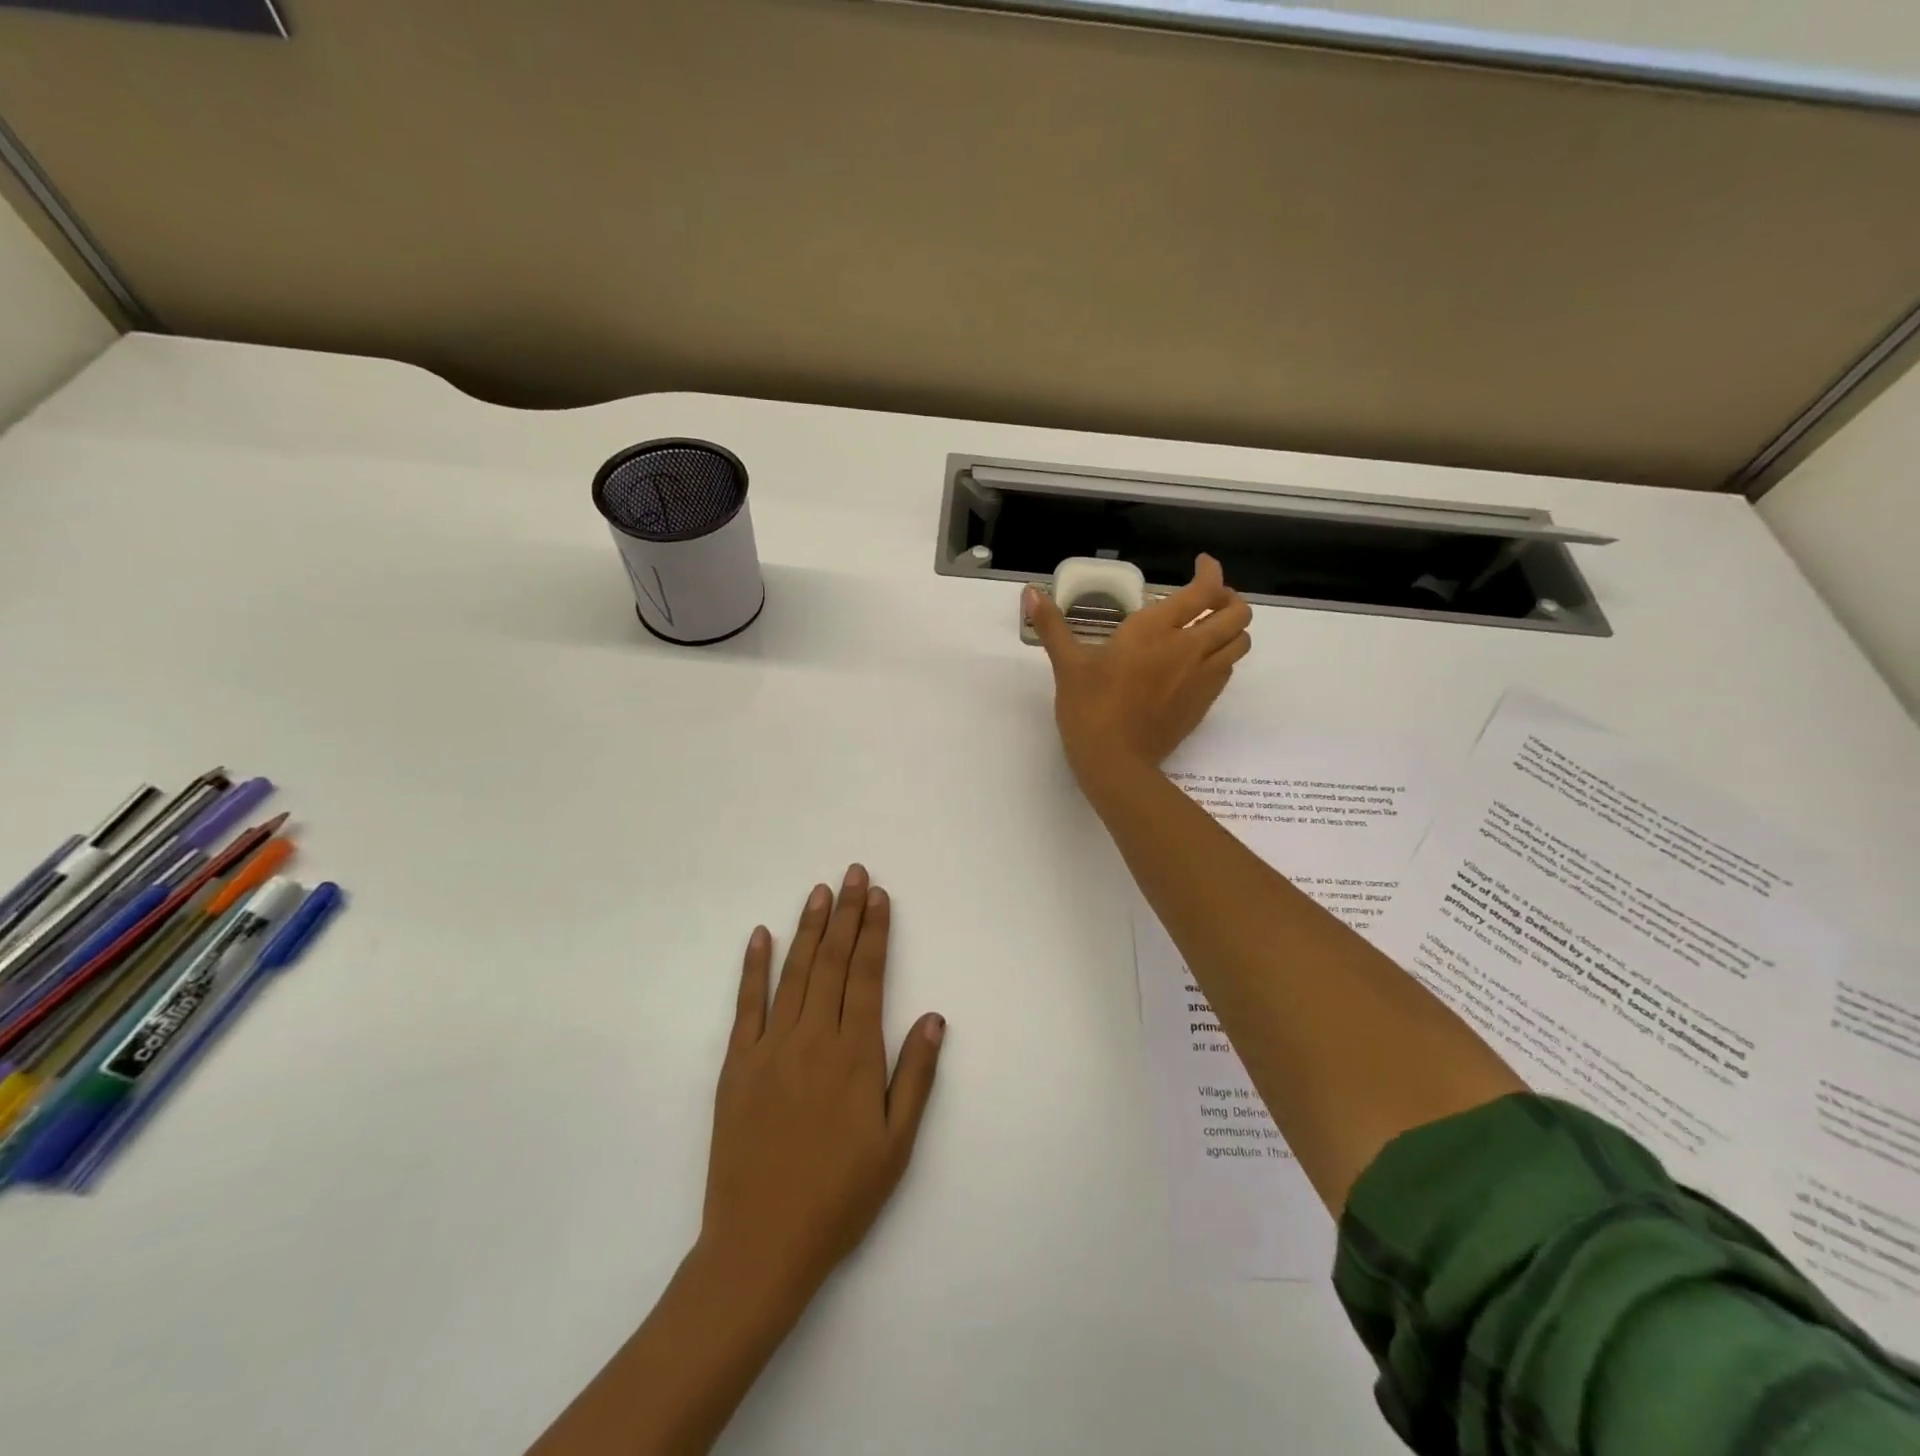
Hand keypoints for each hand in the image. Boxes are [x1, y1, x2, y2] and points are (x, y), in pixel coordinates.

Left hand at [698, 864, 945, 1314]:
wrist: (761, 1244)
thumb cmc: (840, 1196)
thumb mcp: (896, 1144)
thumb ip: (915, 1075)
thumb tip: (933, 1016)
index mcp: (855, 1055)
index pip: (867, 975)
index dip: (874, 931)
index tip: (878, 895)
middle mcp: (814, 1038)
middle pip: (832, 962)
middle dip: (845, 914)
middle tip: (852, 873)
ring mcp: (770, 1048)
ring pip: (794, 973)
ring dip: (808, 928)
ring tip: (819, 891)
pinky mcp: (736, 1065)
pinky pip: (746, 1005)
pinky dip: (753, 967)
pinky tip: (761, 935)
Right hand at [1024, 554, 1251, 787]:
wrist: (1115, 762)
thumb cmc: (1088, 708)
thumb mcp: (1068, 664)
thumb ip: (1052, 625)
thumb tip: (1030, 593)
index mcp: (1154, 630)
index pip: (1204, 590)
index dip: (1212, 572)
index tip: (1202, 565)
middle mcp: (1188, 647)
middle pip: (1237, 612)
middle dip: (1229, 599)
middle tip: (1208, 599)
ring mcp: (1202, 677)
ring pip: (1241, 641)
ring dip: (1232, 628)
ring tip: (1209, 628)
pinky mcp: (1204, 703)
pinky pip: (1228, 669)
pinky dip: (1223, 656)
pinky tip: (1199, 662)